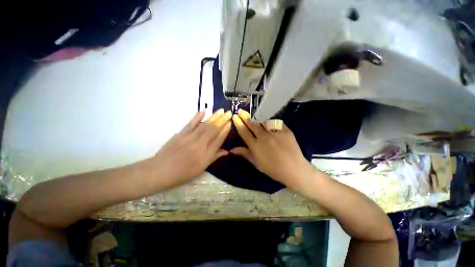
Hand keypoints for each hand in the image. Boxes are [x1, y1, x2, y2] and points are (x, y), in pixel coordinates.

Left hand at [151, 109, 231, 187]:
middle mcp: (199, 144)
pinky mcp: (180, 134)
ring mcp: (189, 137)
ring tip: (221, 110)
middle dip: (222, 120)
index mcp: (206, 155)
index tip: (230, 123)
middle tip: (229, 112)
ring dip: (214, 116)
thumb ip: (214, 157)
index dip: (225, 131)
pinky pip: (191, 124)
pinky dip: (197, 117)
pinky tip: (203, 111)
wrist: (161, 171)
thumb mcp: (201, 168)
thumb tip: (226, 151)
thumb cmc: (183, 173)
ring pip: (204, 125)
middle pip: (213, 130)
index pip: (218, 139)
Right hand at [231, 109, 313, 188]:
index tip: (235, 117)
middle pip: (252, 124)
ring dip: (255, 115)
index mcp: (255, 146)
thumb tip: (232, 149)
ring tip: (251, 111)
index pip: (244, 132)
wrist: (294, 169)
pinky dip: (269, 118)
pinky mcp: (285, 130)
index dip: (238, 123)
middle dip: (245, 116)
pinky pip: (275, 121)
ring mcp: (275, 132)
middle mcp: (264, 137)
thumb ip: (245, 154)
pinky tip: (266, 115)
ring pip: (263, 120)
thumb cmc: (273, 169)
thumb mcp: (257, 163)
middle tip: (240, 110)